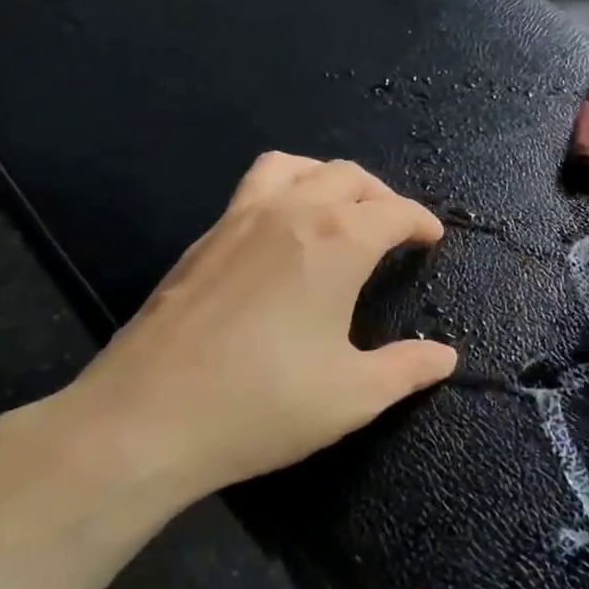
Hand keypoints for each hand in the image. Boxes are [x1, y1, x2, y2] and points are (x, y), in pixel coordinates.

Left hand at [33, 153, 456, 514]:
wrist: (143, 420)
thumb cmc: (261, 405)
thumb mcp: (352, 396)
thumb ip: (407, 369)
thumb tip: (445, 356)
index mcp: (337, 240)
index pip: (394, 211)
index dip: (421, 221)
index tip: (431, 238)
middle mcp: (292, 212)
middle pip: (349, 176)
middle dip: (382, 196)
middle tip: (394, 229)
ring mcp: (240, 218)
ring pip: (295, 168)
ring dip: (328, 180)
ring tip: (339, 212)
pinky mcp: (204, 238)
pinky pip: (255, 188)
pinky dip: (286, 192)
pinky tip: (282, 238)